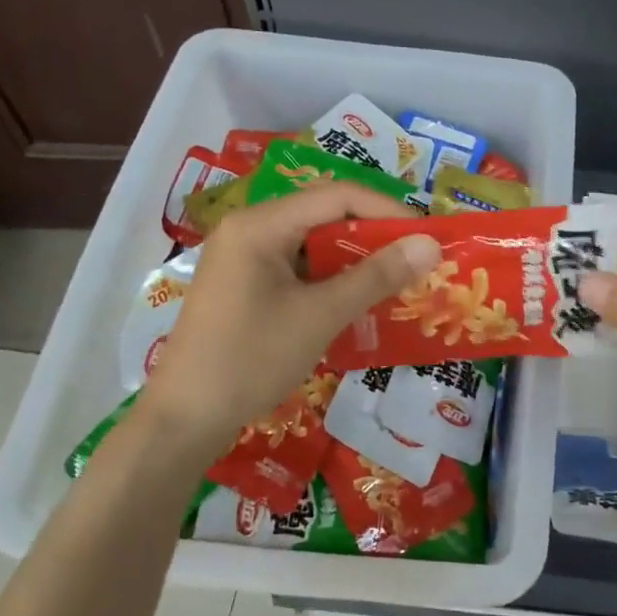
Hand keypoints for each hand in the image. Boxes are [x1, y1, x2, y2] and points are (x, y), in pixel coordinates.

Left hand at [139, 183, 441, 446]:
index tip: (427, 236)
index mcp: (260, 225)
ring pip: (312, 244)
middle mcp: (249, 230)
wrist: (185, 420)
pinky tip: (357, 301)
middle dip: (373, 235)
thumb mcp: (320, 316)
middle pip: (324, 215)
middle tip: (416, 260)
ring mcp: (244, 259)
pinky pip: (298, 269)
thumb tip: (430, 244)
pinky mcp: (245, 286)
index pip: (337, 196)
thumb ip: (376, 276)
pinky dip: (331, 279)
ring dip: (354, 259)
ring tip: (395, 280)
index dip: (387, 210)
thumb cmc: (251, 360)